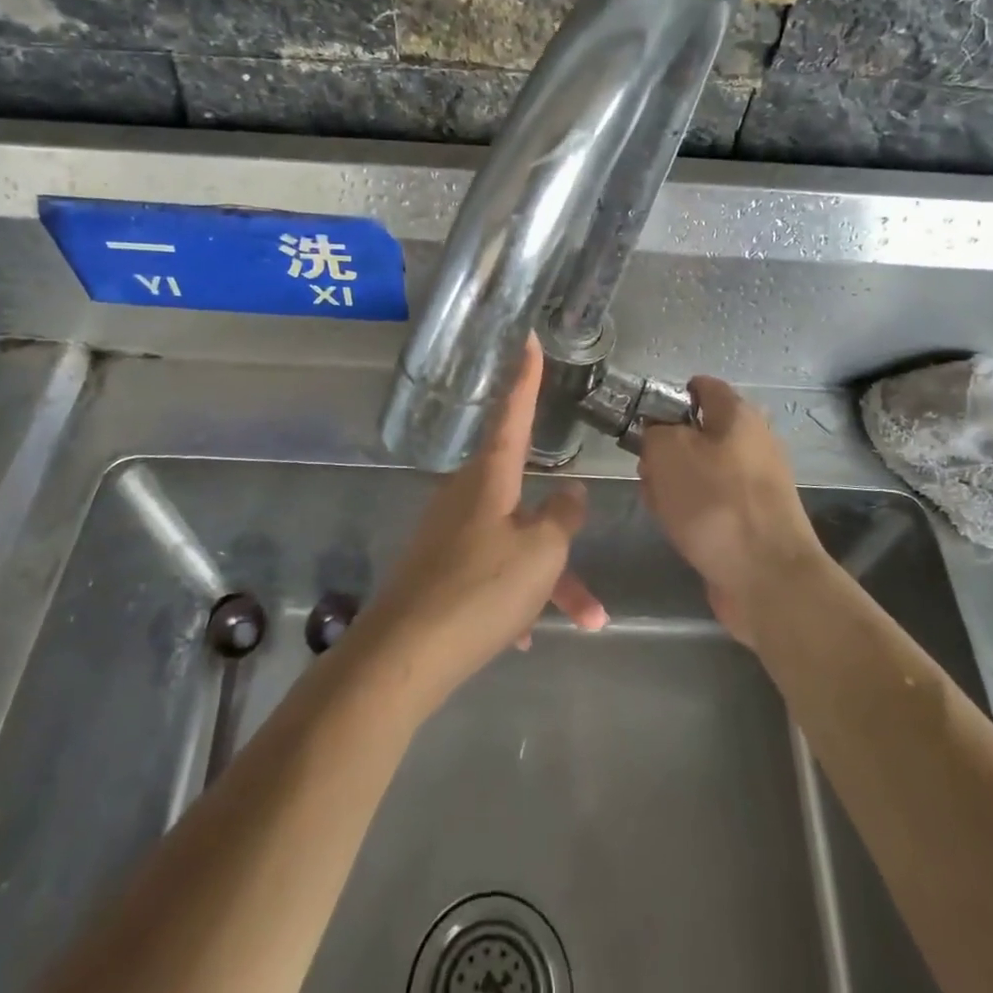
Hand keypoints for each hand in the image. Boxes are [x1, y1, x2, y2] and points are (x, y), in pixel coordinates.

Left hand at [354, 337, 606, 713]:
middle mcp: (467, 495)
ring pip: (515, 543)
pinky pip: (491, 570)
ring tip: (586, 620)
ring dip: (549, 579)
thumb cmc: (480, 590)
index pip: (513, 412)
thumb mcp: (540, 552)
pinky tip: (525, 635)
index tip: (526, 336)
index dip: (525, 375)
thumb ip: (563, 517)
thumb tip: (573, 492)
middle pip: (527, 499)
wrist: (404, 656)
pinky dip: (516, 595)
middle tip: (588, 576)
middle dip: (562, 536)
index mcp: (489, 477)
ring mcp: (450, 532)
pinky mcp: (439, 568)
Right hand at [637, 377, 825, 647]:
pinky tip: (675, 527)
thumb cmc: (715, 502)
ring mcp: (756, 483)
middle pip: (697, 432)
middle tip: (646, 467)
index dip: (669, 397)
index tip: (643, 419)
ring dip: (672, 483)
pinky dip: (690, 510)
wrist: (767, 578)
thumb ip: (654, 431)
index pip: (702, 386)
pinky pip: (711, 502)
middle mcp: (753, 443)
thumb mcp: (667, 451)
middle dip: (665, 448)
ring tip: (657, 502)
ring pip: (700, 470)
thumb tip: (658, 434)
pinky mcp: (752, 519)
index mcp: (739, 415)